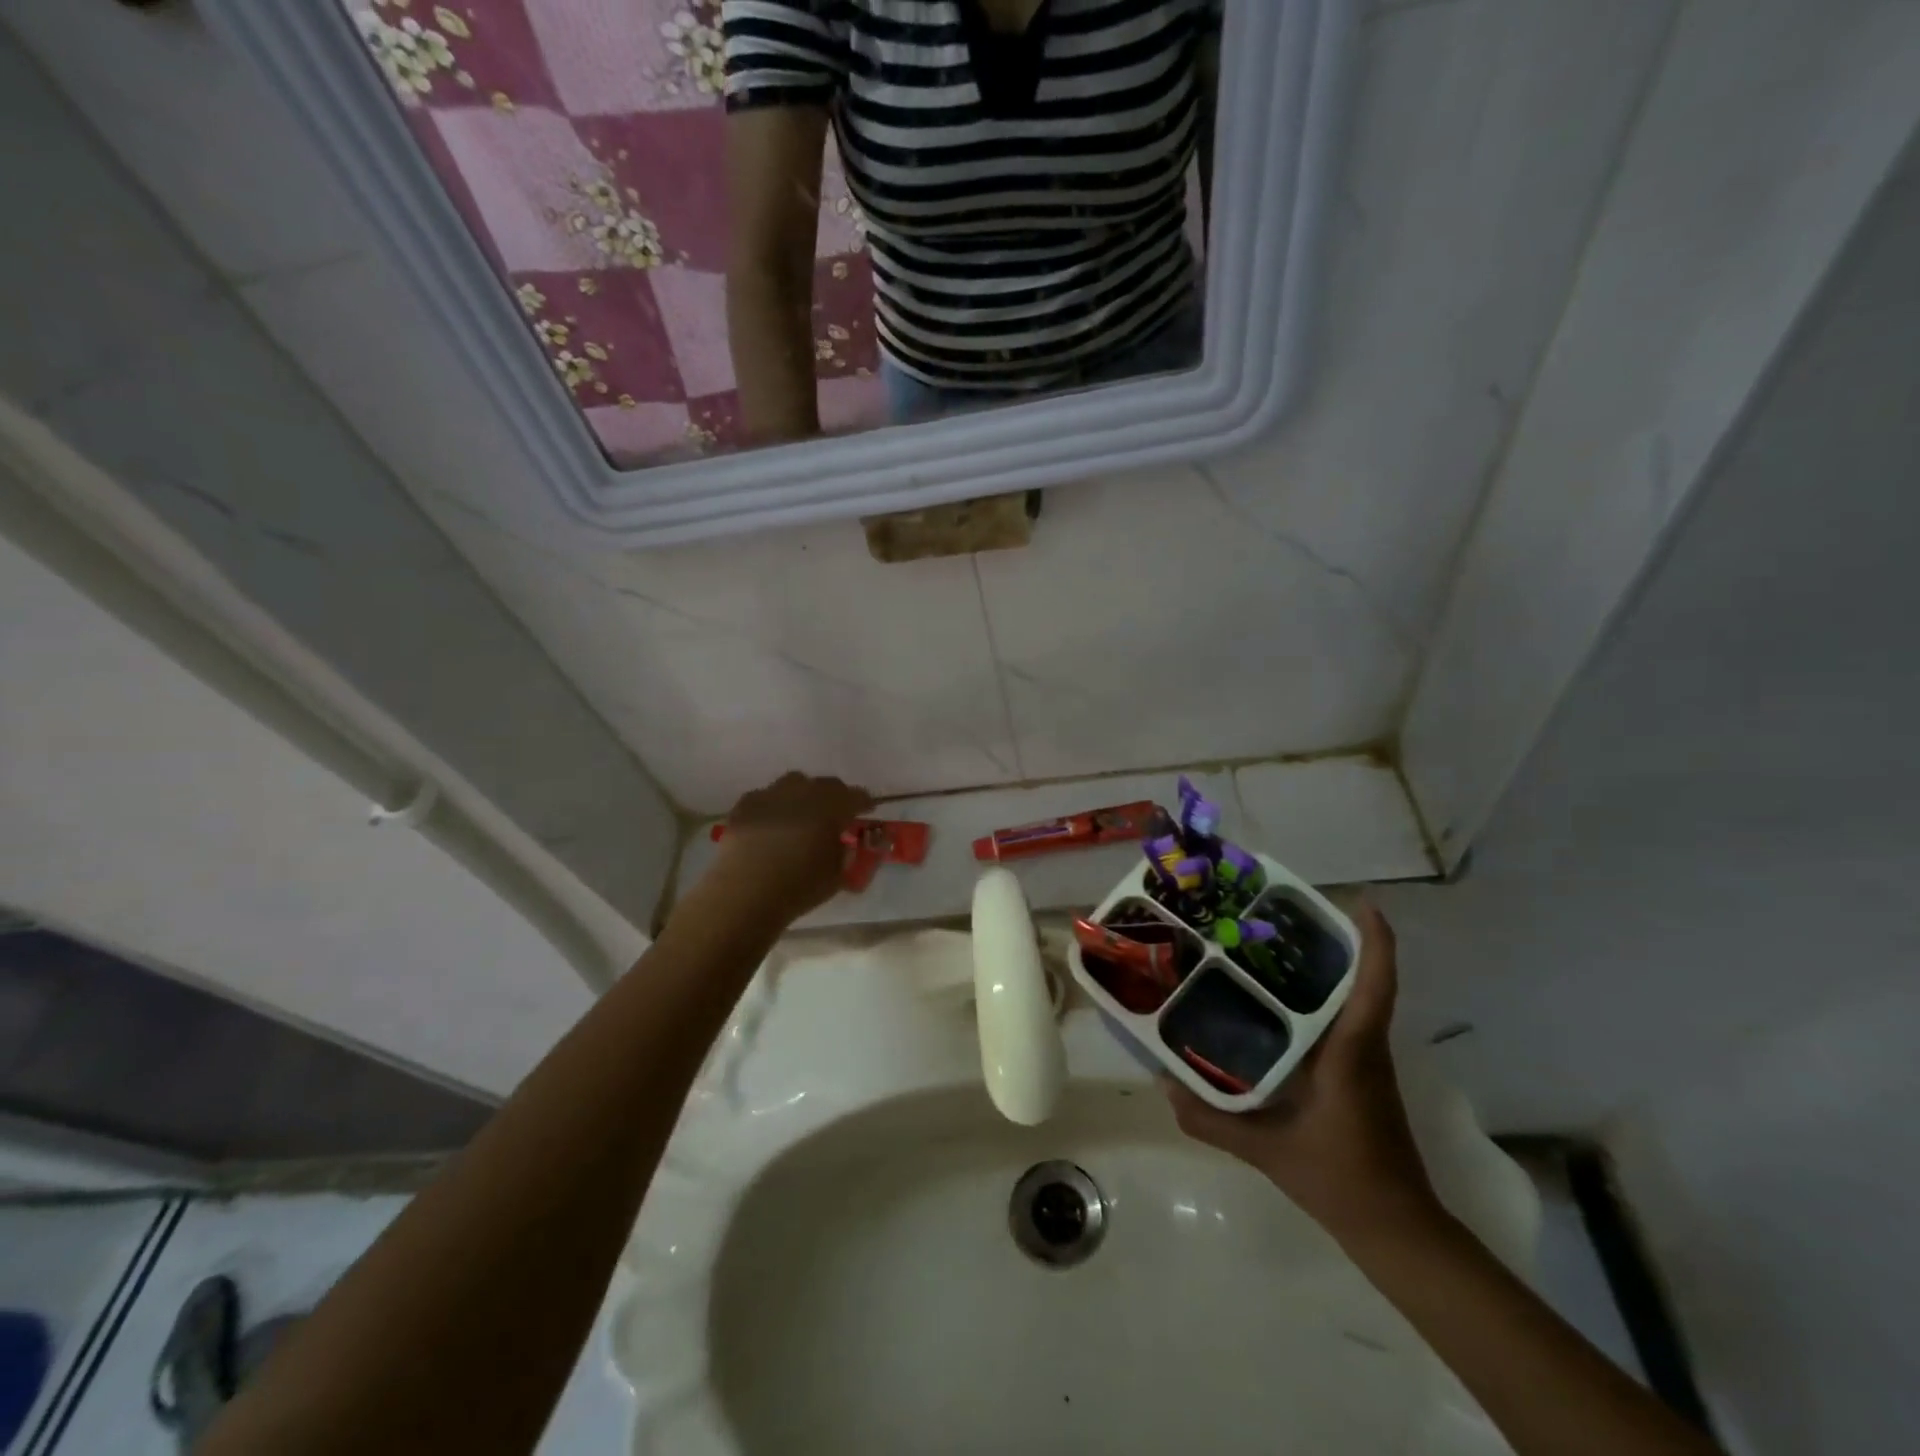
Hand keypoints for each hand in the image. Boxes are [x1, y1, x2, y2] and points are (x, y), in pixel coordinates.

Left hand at [708, 771, 873, 922]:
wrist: (745, 894)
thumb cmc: (799, 887)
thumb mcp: (837, 877)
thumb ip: (846, 855)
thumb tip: (845, 846)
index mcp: (832, 807)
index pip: (857, 796)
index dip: (864, 803)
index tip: (867, 811)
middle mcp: (804, 792)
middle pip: (827, 785)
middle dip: (835, 797)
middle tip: (835, 815)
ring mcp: (771, 794)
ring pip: (794, 783)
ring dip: (804, 795)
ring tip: (802, 815)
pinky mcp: (745, 805)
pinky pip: (766, 797)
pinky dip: (774, 806)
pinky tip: (771, 824)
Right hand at [1162, 902, 1440, 1244]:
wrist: (1396, 1229)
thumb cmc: (1340, 1179)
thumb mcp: (1267, 1150)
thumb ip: (1211, 1119)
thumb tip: (1164, 1085)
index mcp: (1351, 1053)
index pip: (1374, 986)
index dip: (1376, 942)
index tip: (1364, 902)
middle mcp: (1365, 1047)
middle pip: (1361, 980)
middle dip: (1333, 941)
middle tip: (1281, 914)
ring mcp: (1367, 1061)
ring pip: (1354, 999)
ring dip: (1326, 968)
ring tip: (1272, 946)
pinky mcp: (1361, 1075)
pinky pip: (1344, 1021)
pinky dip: (1320, 999)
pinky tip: (1278, 1003)